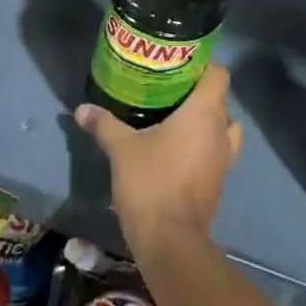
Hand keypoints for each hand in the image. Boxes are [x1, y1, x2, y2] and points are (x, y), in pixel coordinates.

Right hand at [75, 64, 242, 252]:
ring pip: (223, 128)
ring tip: (176, 119)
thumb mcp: (122, 149)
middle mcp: (220, 131)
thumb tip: (82, 108)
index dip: (203, 65)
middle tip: (168, 89)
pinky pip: (217, 152)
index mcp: (204, 113)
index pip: (218, 74)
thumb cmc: (151, 183)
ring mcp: (224, 159)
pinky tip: (177, 149)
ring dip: (206, 122)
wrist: (171, 242)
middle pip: (219, 99)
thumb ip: (104, 124)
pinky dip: (203, 146)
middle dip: (197, 93)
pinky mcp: (218, 182)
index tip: (180, 64)